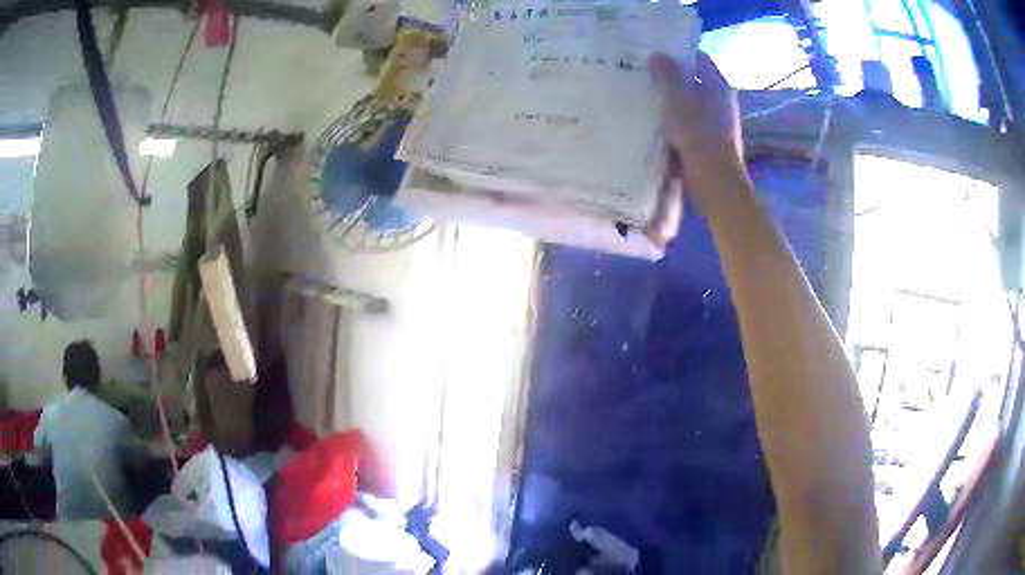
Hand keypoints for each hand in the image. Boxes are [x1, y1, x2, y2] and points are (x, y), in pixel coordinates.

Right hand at [647, 51, 748, 215]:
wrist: (715, 184)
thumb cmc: (697, 136)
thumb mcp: (677, 100)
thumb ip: (666, 75)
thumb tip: (657, 54)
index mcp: (718, 85)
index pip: (699, 58)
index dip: (678, 52)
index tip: (655, 50)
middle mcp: (722, 101)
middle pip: (695, 80)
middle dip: (672, 76)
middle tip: (643, 72)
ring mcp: (718, 123)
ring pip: (692, 103)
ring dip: (672, 100)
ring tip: (645, 96)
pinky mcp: (711, 143)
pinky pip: (691, 123)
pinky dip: (676, 120)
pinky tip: (656, 123)